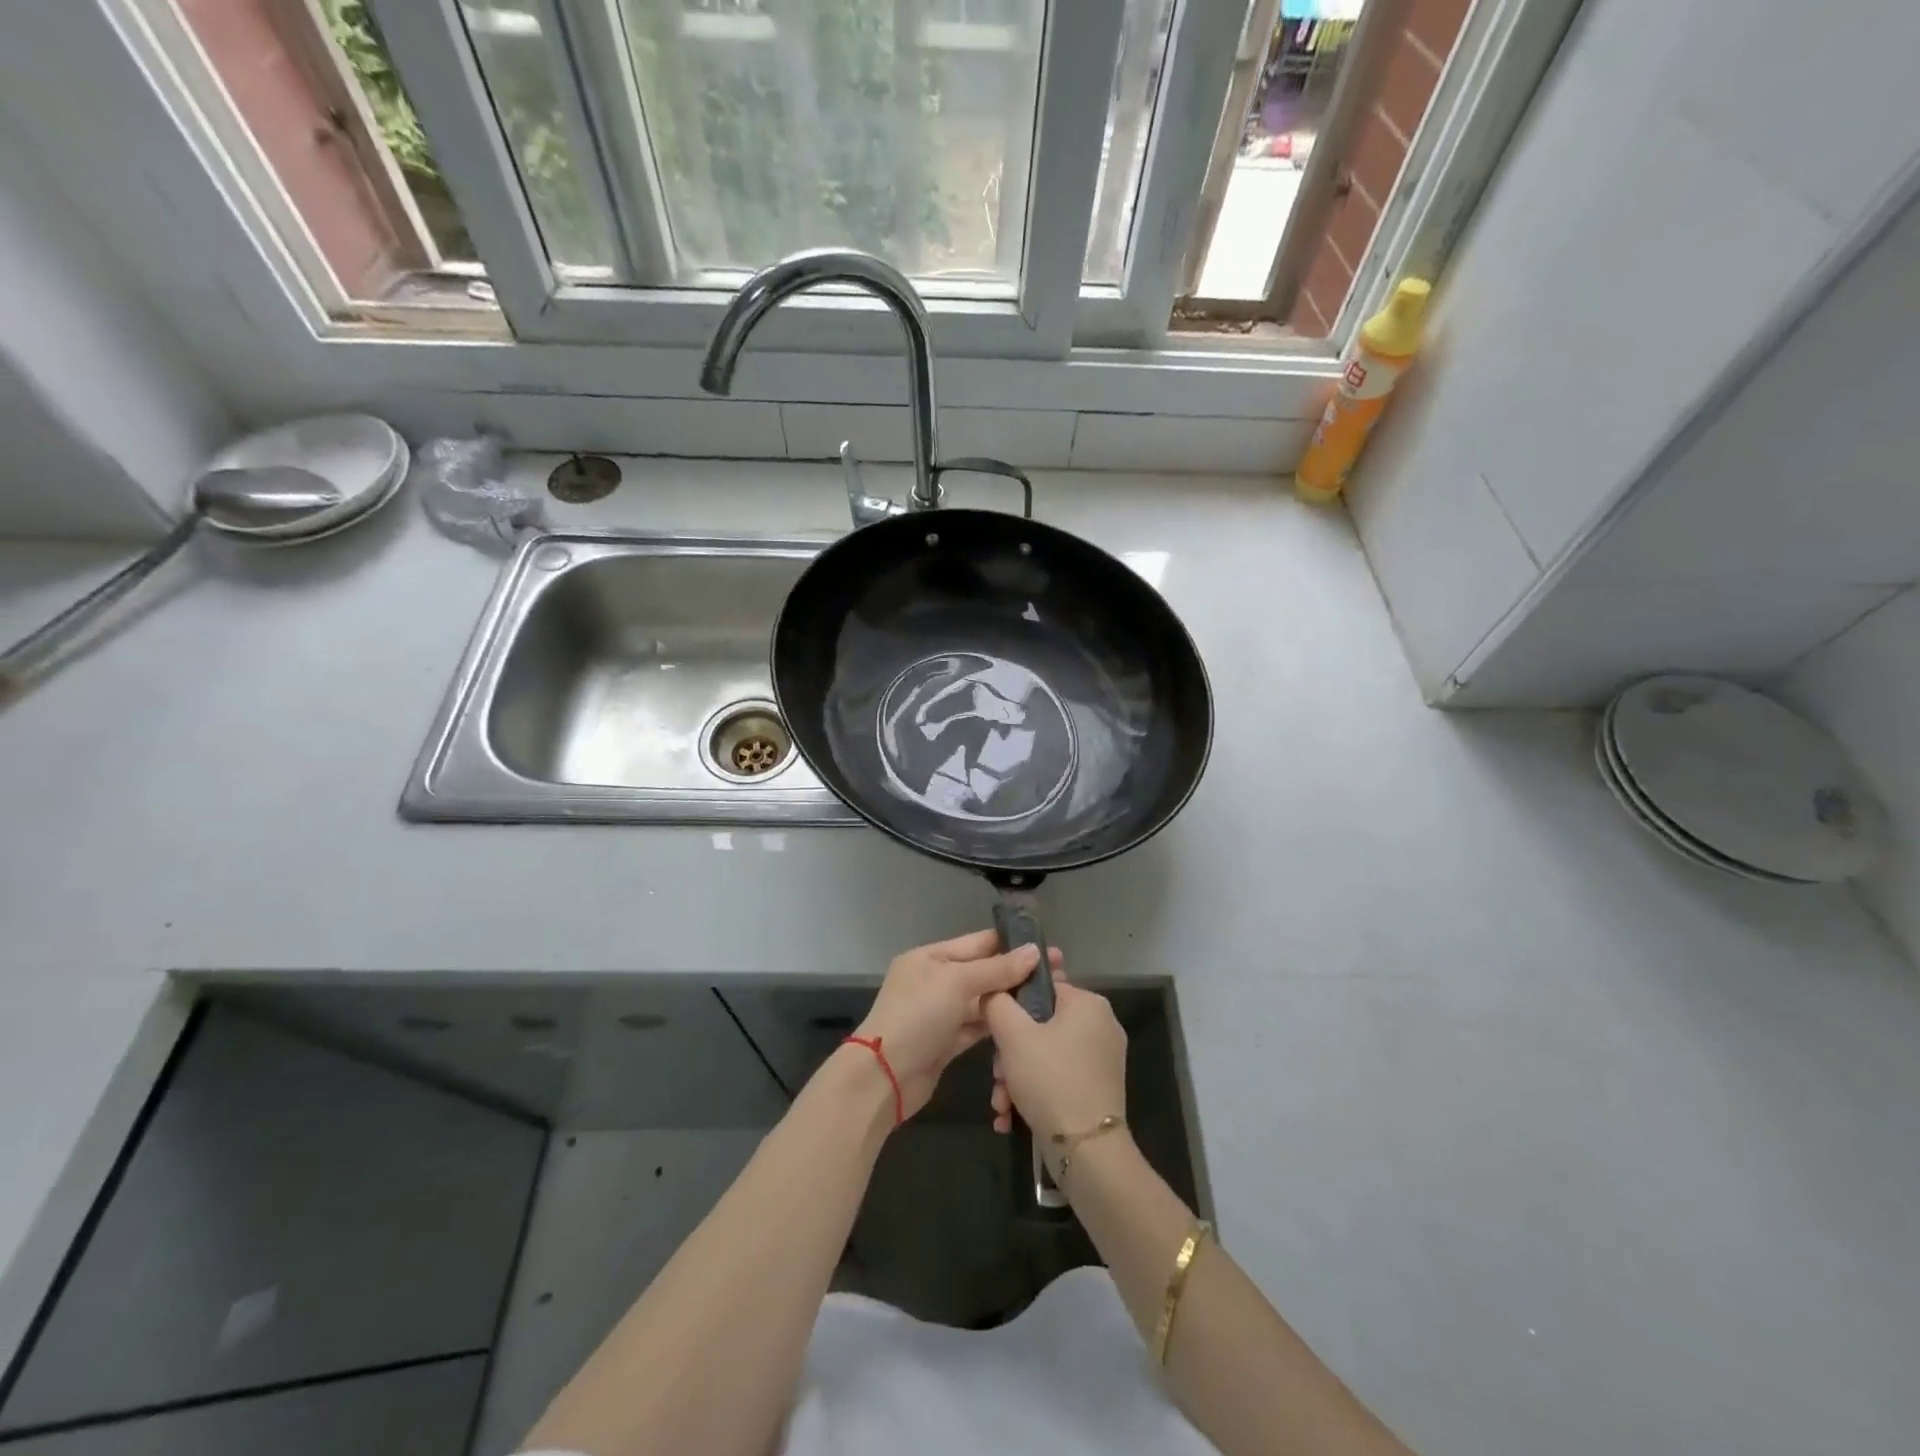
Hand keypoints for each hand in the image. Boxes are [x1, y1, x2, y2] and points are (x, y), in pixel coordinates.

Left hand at [855, 931, 1063, 1121]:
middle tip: (1059, 974)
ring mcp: (940, 1013)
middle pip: (982, 971)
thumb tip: (1034, 952)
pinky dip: (997, 1024)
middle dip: (1016, 973)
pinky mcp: (946, 1042)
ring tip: (1049, 997)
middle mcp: (935, 981)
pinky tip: (1026, 1022)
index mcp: (930, 957)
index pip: (978, 943)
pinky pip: (977, 1026)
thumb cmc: (918, 1016)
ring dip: (1010, 999)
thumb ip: (996, 968)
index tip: (1047, 947)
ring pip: (982, 1000)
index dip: (1012, 944)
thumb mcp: (957, 982)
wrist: (884, 1076)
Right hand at [985, 962, 1126, 1140]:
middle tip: (997, 1076)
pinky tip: (1011, 1117)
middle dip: (1010, 1055)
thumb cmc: (1050, 1079)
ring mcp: (1101, 1060)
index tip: (994, 1034)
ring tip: (1001, 1104)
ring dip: (1016, 1078)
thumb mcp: (1013, 1035)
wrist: (1087, 1151)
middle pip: (1039, 1027)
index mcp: (1088, 1003)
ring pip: (1045, 1056)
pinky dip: (1034, 1093)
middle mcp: (1101, 1026)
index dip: (1011, 1008)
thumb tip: (993, 992)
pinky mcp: (1098, 1090)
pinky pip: (1058, 1078)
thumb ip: (997, 1003)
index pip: (1041, 988)